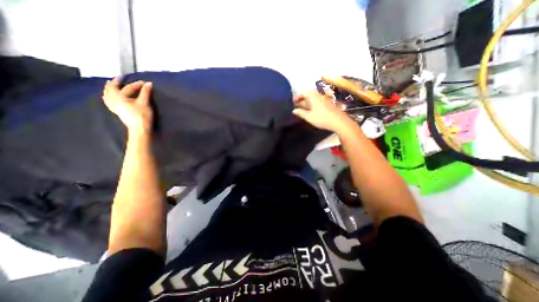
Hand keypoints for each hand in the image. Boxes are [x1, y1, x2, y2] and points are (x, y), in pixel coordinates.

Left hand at [103, 77, 153, 134]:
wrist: (140, 129)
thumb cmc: (142, 116)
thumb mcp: (145, 103)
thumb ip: (146, 92)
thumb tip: (149, 84)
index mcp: (118, 97)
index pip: (128, 88)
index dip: (136, 84)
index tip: (144, 83)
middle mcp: (113, 100)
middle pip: (112, 89)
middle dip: (116, 83)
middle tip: (121, 78)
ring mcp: (114, 107)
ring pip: (108, 95)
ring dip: (109, 89)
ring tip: (111, 84)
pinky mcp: (117, 112)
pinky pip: (109, 101)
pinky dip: (109, 97)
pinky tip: (110, 97)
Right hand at [293, 90, 352, 131]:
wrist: (339, 121)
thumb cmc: (322, 118)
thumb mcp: (309, 117)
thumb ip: (301, 113)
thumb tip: (294, 110)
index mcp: (313, 97)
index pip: (303, 92)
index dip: (297, 96)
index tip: (293, 102)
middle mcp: (319, 96)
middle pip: (308, 95)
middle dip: (301, 99)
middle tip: (296, 106)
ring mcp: (324, 100)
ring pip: (313, 99)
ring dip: (306, 102)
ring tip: (302, 109)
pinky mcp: (328, 105)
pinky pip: (317, 102)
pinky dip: (312, 105)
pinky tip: (311, 111)